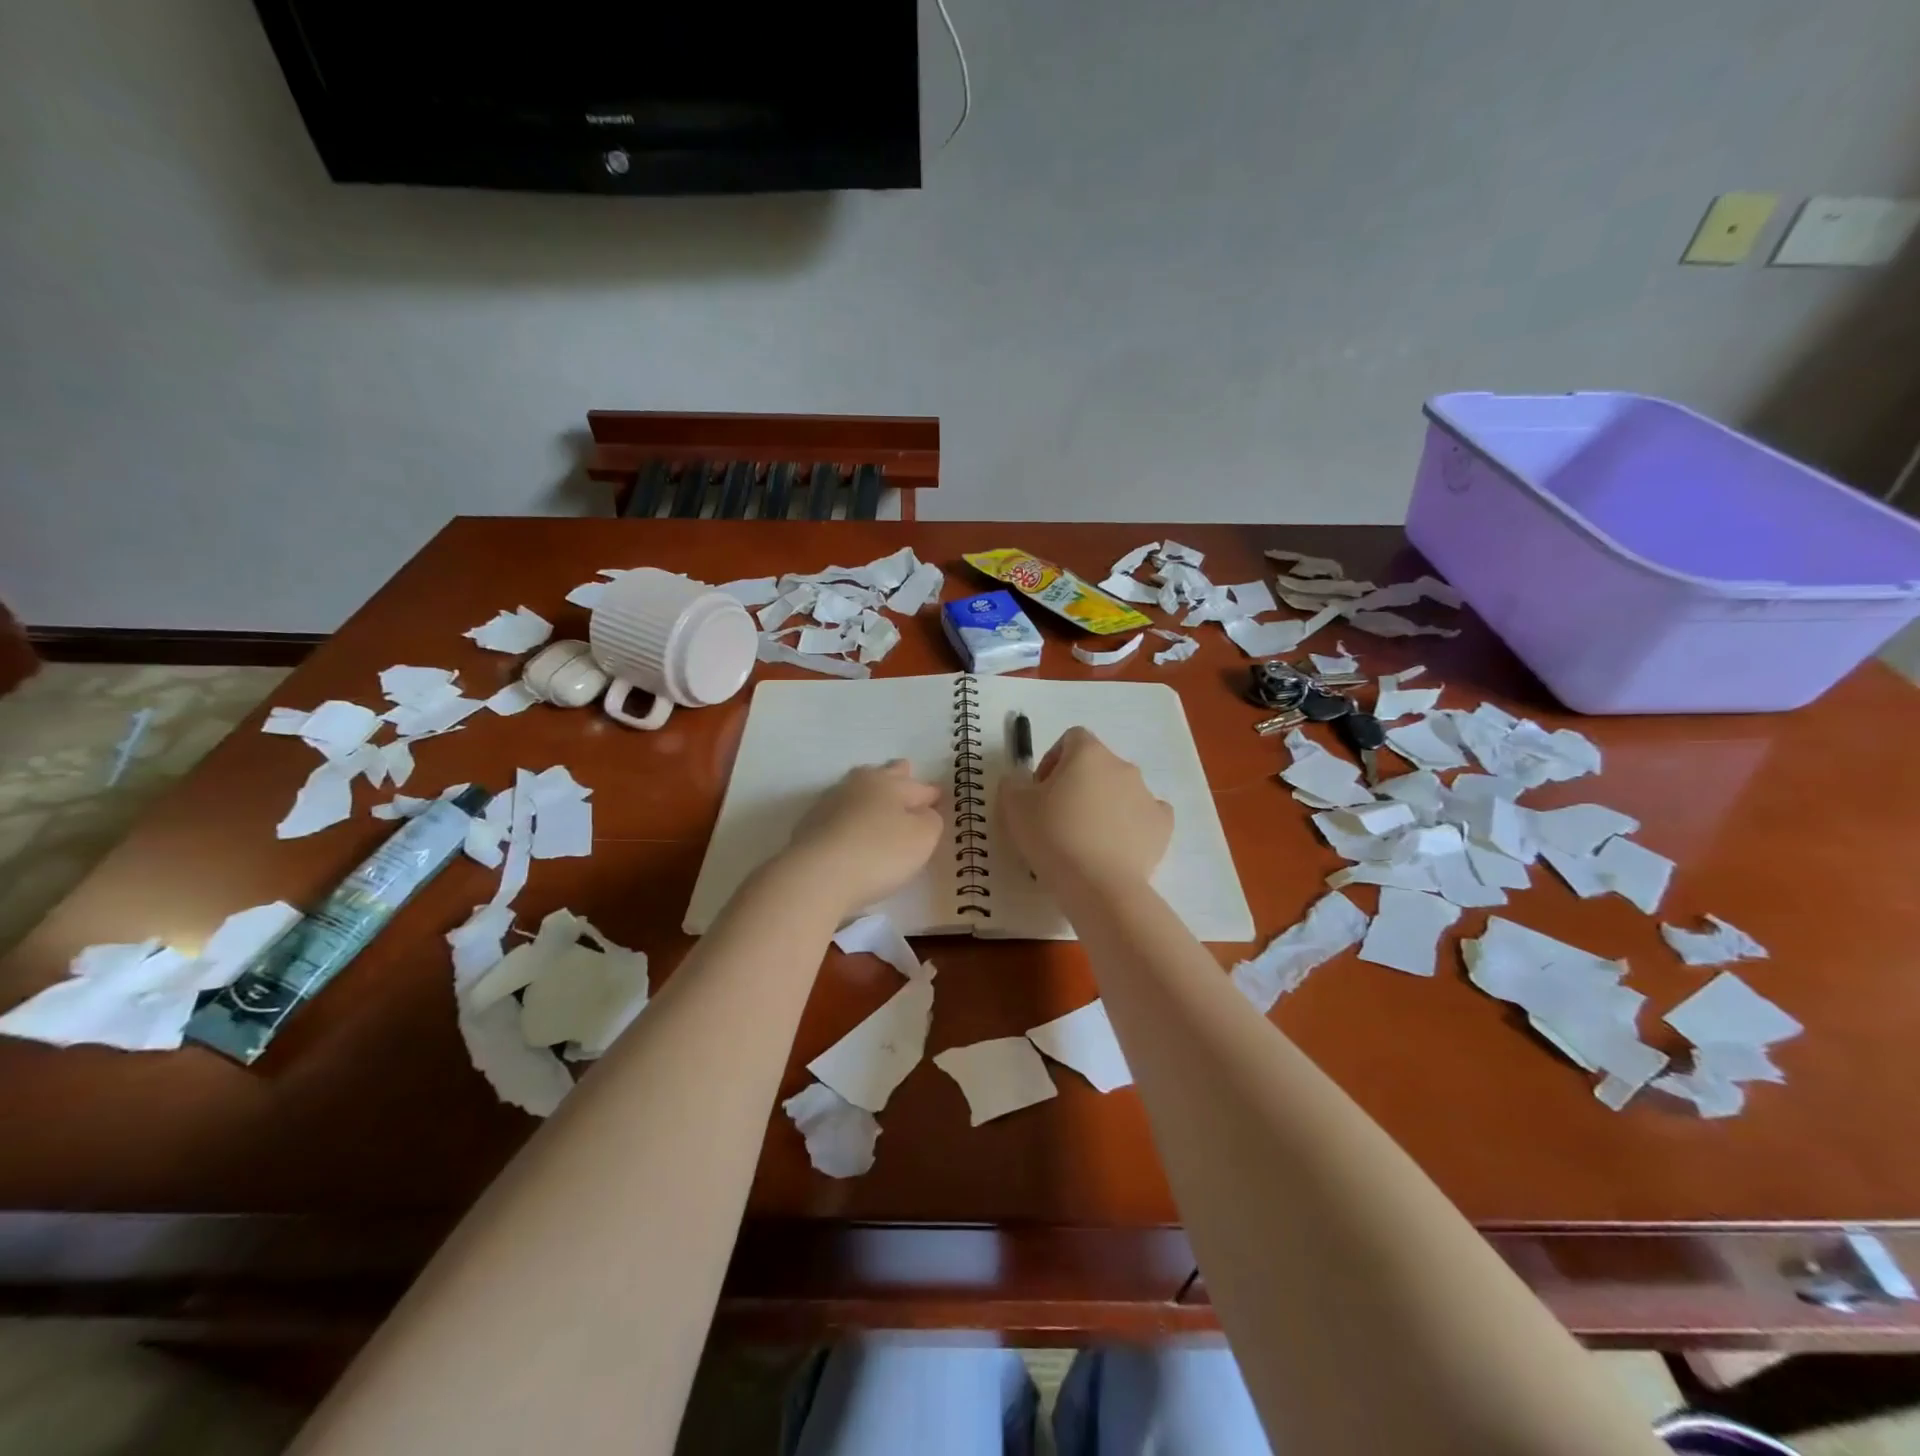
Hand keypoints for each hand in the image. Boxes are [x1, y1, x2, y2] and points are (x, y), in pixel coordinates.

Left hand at [785, 760, 943, 918]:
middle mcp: (859, 785)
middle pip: (883, 774)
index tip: (938, 799)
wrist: (816, 876)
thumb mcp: (923, 838)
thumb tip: (923, 812)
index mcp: (889, 783)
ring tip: (877, 804)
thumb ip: (931, 821)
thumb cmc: (879, 853)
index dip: (931, 795)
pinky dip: (849, 817)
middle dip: (897, 776)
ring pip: (857, 790)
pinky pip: (838, 813)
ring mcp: (830, 802)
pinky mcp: (810, 824)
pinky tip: (850, 830)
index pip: (919, 787)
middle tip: (905, 778)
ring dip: (869, 795)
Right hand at [998, 726, 1171, 889]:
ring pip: (1121, 791)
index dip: (1053, 760)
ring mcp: (1147, 795)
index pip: (1071, 739)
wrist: (1098, 885)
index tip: (1041, 791)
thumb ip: (1013, 784)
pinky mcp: (1163, 825)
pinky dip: (1131, 825)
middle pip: (1097, 765)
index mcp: (1088, 753)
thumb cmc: (1052, 836)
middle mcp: (1122, 766)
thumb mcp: (1014, 807)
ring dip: (1104, 805)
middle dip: (1078, 784)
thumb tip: (1021, 781)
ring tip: (1085, 839)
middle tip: (1058, 818)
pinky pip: (1145, 816)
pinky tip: (1115, 847)